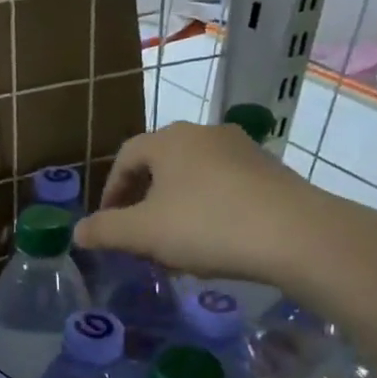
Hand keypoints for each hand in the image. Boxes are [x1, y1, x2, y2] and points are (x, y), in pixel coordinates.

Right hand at [74, 122, 317, 281]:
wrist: (298, 236)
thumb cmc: (207, 226)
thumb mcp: (144, 234)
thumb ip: (105, 231)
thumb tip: (77, 232)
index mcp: (170, 140)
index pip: (126, 157)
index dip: (111, 191)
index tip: (109, 223)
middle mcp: (205, 134)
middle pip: (160, 165)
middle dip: (143, 201)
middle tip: (138, 235)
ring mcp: (243, 150)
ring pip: (193, 177)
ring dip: (175, 207)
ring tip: (174, 243)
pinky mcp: (272, 172)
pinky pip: (225, 187)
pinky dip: (208, 209)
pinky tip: (214, 242)